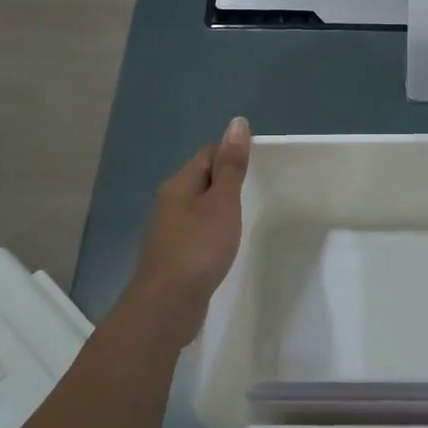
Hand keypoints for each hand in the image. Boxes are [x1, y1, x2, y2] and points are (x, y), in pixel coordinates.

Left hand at [129, 117, 251, 335]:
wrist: (167, 306)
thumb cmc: (198, 248)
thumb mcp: (222, 202)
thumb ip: (231, 165)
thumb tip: (237, 122)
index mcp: (179, 184)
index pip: (207, 154)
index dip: (232, 153)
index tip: (261, 164)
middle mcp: (169, 202)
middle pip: (201, 179)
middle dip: (227, 181)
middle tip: (260, 189)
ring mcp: (169, 231)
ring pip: (199, 208)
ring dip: (220, 208)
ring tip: (247, 216)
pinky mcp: (174, 256)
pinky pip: (197, 232)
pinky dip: (214, 232)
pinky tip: (226, 244)